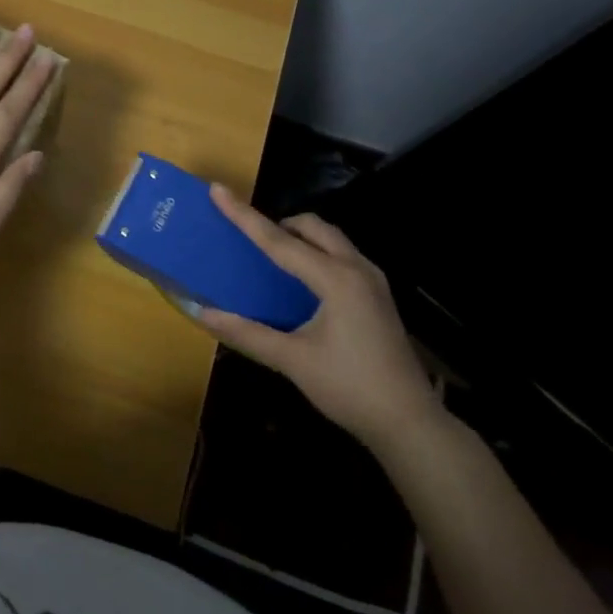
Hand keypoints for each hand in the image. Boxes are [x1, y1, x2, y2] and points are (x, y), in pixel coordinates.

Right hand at [200, 186, 443, 450]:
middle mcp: (356, 269)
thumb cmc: (349, 388)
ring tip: (273, 258)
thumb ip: (247, 333)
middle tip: (251, 240)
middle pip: (312, 227)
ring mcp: (373, 281)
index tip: (218, 190)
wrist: (410, 423)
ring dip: (301, 238)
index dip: (244, 215)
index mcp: (335, 279)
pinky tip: (303, 283)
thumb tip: (202, 313)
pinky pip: (341, 256)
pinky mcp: (378, 295)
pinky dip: (316, 254)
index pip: (278, 240)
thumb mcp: (292, 361)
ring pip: (331, 239)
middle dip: (279, 224)